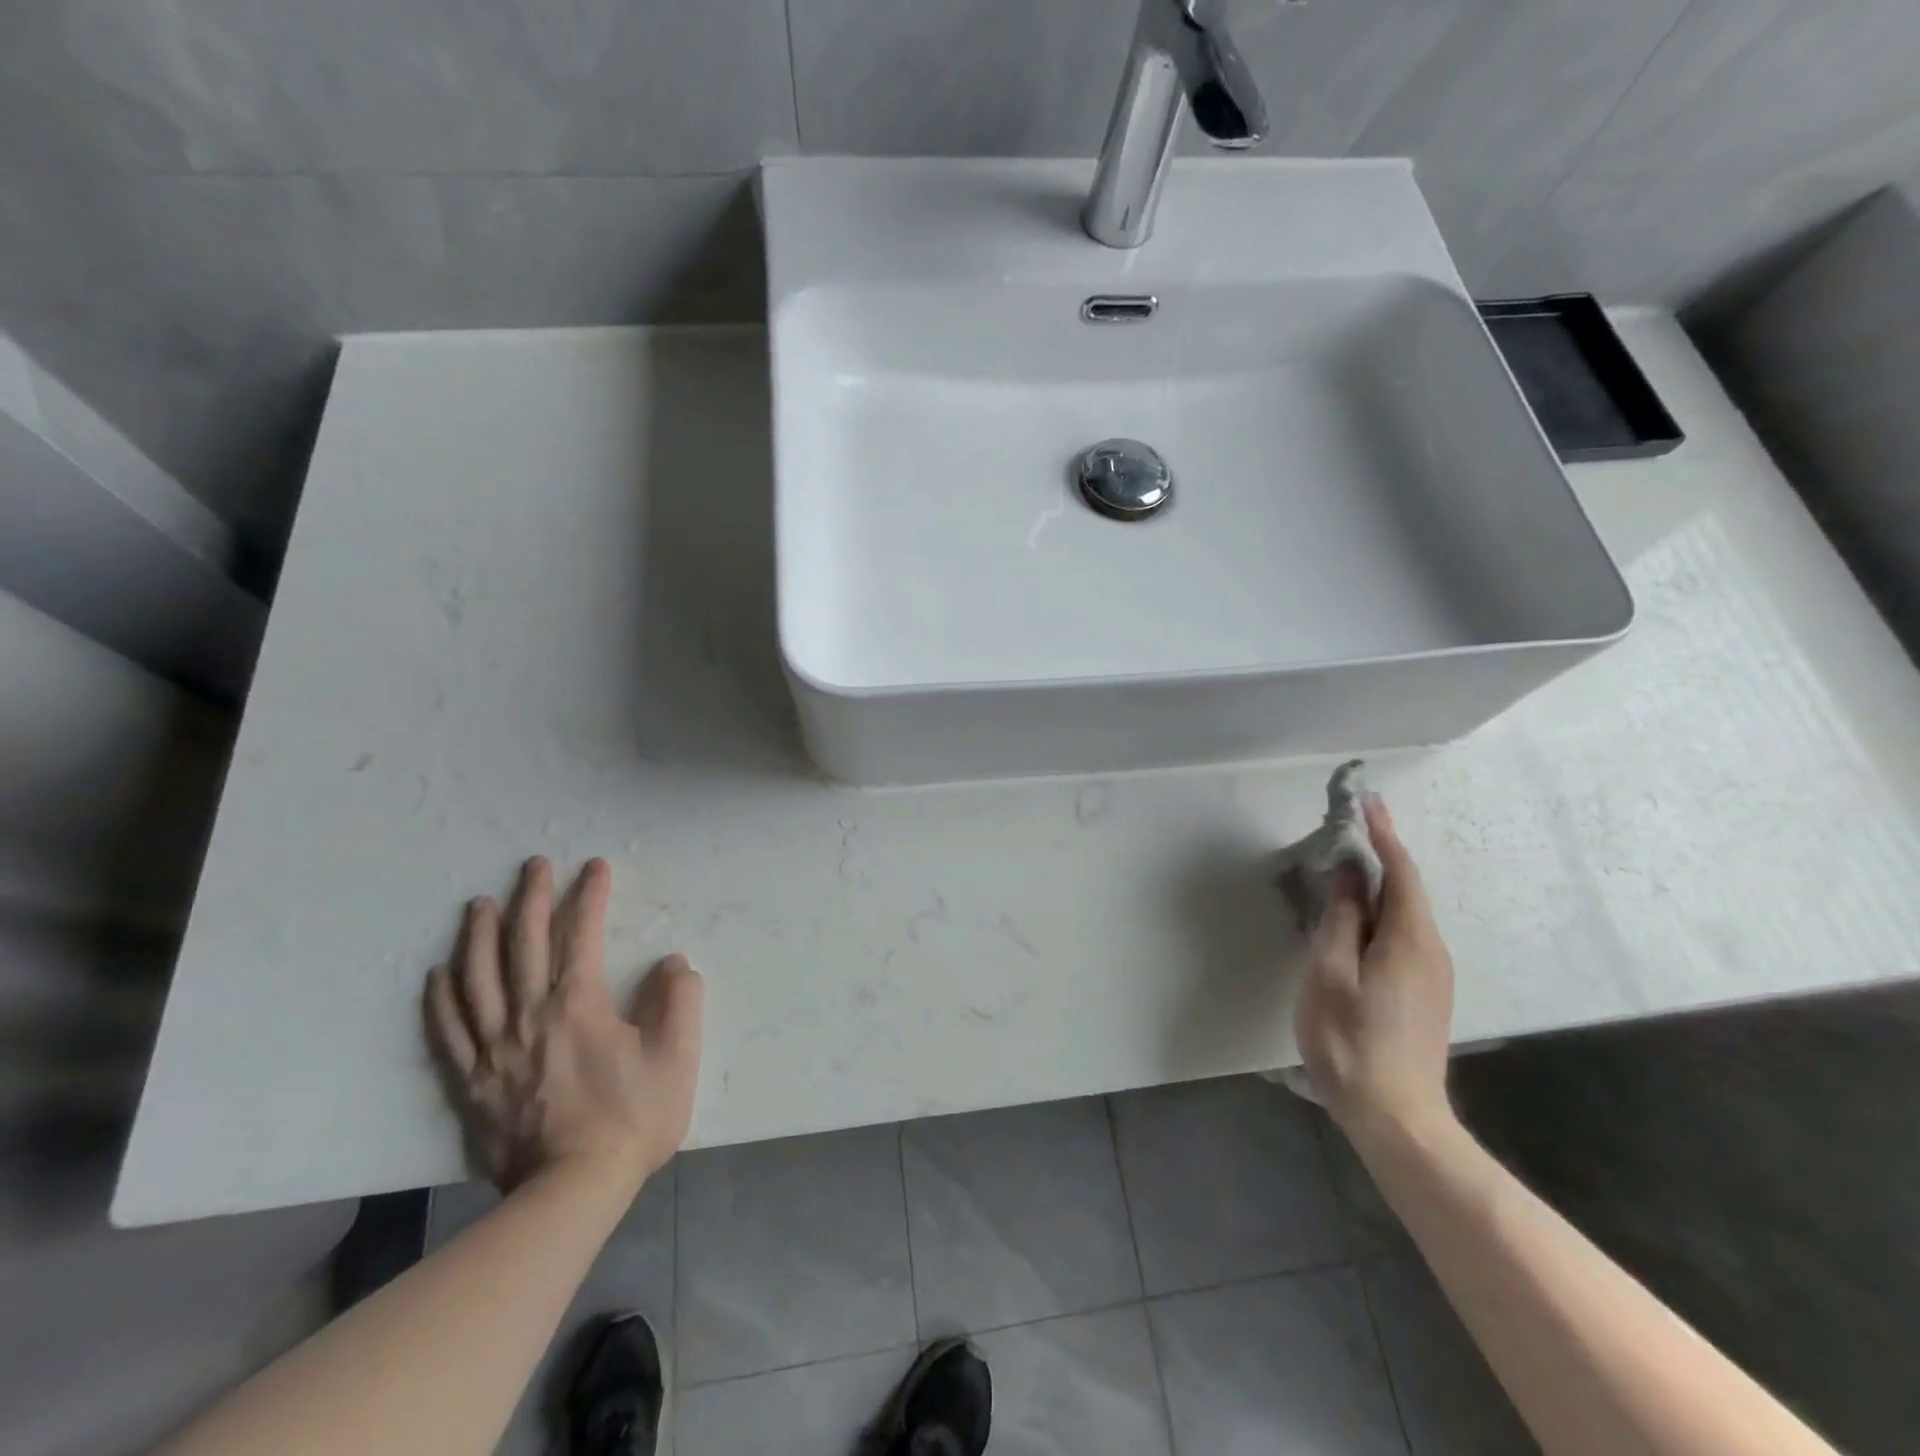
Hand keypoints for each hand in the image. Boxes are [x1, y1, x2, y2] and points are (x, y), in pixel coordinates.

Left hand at [424, 857, 703, 1194]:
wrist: (571, 1192)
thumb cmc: (631, 1119)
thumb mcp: (676, 1057)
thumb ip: (680, 1001)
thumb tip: (673, 963)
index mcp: (578, 1005)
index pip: (581, 934)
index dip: (589, 895)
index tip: (595, 867)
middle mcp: (529, 1016)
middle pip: (524, 944)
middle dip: (531, 898)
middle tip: (533, 865)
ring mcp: (494, 1049)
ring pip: (478, 979)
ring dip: (479, 935)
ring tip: (479, 904)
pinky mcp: (472, 1082)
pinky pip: (449, 1031)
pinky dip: (442, 998)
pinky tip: (439, 974)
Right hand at [1294, 799, 1454, 1145]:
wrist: (1396, 1117)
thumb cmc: (1351, 1041)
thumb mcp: (1330, 974)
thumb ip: (1341, 919)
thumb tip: (1347, 872)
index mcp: (1409, 940)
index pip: (1401, 872)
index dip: (1384, 834)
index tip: (1369, 801)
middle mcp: (1431, 950)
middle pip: (1407, 890)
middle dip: (1380, 855)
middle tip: (1349, 829)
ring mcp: (1432, 975)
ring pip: (1404, 914)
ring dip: (1377, 885)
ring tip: (1343, 869)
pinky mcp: (1424, 993)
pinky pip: (1403, 935)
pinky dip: (1379, 913)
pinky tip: (1355, 919)